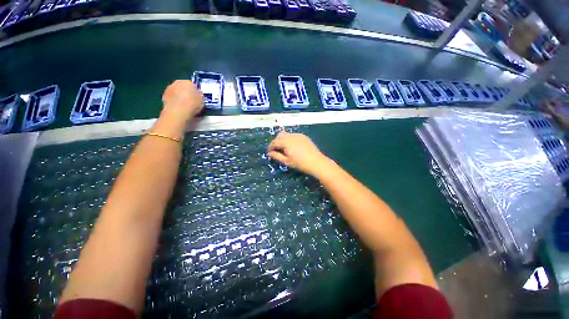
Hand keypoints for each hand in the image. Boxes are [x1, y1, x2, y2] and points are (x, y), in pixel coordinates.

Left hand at [161, 80, 203, 121]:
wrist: (179, 111)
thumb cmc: (193, 104)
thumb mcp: (202, 100)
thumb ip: (199, 95)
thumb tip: (198, 94)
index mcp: (187, 82)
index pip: (192, 85)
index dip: (195, 91)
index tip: (197, 97)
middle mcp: (177, 82)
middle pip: (183, 87)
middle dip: (186, 92)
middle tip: (191, 101)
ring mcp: (169, 89)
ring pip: (176, 92)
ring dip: (179, 97)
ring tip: (185, 106)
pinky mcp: (163, 97)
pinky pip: (171, 98)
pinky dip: (174, 102)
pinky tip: (179, 108)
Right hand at [268, 132, 331, 175]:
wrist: (316, 162)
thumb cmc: (300, 163)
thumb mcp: (286, 161)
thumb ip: (276, 156)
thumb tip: (270, 153)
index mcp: (286, 142)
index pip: (274, 142)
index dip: (270, 147)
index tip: (270, 153)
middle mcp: (291, 136)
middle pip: (279, 135)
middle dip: (276, 142)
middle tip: (277, 150)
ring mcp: (298, 135)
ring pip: (286, 134)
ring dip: (283, 140)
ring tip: (285, 149)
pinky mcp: (303, 136)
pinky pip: (293, 135)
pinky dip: (290, 139)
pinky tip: (293, 147)